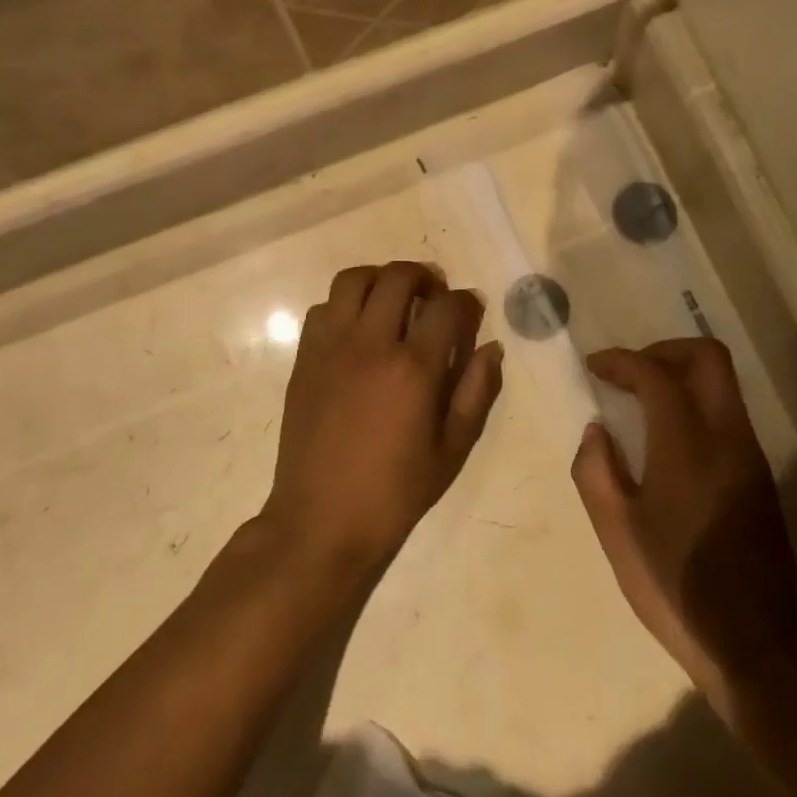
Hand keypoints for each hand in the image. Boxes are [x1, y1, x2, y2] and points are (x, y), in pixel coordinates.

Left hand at [264, 262, 503, 575]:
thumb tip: (491, 347)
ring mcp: (331, 346)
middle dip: (425, 277)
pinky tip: (358, 330)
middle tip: (434, 298)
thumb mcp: (452, 449)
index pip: (448, 306)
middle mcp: (370, 344)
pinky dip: (346, 305)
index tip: (471, 311)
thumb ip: (477, 392)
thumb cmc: (394, 491)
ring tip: (394, 302)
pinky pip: (324, 307)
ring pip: (354, 279)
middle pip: (399, 276)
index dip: (467, 302)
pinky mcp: (305, 357)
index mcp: (413, 368)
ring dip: (381, 280)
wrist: (321, 519)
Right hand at [573, 340, 796, 708]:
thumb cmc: (674, 585)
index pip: (656, 374)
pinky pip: (728, 415)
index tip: (595, 367)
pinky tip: (668, 439)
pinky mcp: (760, 476)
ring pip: (723, 384)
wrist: (753, 642)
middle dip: (664, 350)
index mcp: (687, 446)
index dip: (621, 361)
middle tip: (629, 372)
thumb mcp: (616, 532)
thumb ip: (595, 470)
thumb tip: (597, 431)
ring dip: (681, 376)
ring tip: (642, 402)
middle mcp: (727, 437)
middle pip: (708, 357)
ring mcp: (750, 455)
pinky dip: (696, 404)